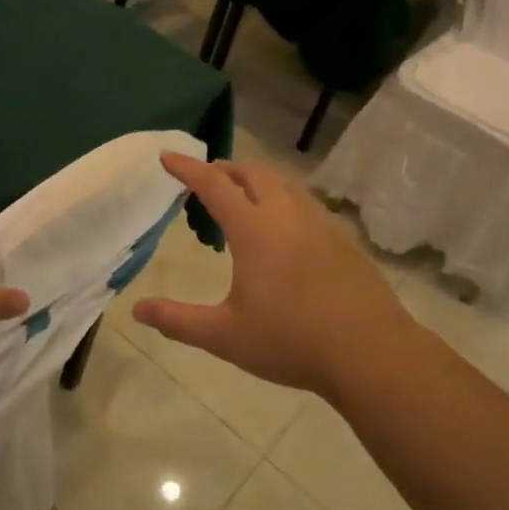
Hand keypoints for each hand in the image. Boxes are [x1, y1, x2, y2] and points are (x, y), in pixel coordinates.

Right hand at [132, 154, 419, 398]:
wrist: (371, 353)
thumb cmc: (291, 341)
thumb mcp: (225, 336)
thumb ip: (178, 320)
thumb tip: (137, 311)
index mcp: (254, 230)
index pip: (214, 185)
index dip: (188, 168)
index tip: (168, 156)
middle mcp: (287, 215)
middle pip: (253, 174)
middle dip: (225, 169)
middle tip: (206, 179)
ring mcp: (320, 224)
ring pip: (283, 185)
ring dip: (256, 181)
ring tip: (242, 200)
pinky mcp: (343, 240)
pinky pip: (305, 203)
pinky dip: (282, 200)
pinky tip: (284, 230)